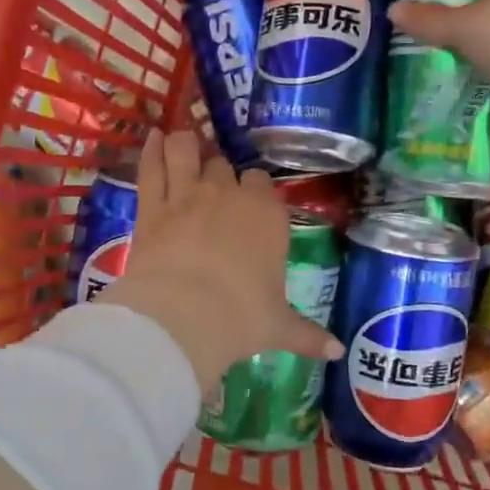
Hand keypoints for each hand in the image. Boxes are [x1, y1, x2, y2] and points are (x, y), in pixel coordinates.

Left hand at [97, 131, 342, 392]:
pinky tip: (151, 136)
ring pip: (187, 151)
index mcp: (266, 215)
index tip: (249, 202)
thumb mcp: (279, 327)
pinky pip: (152, 166)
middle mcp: (228, 194)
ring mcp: (188, 194)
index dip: (253, 190)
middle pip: (224, 166)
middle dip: (220, 173)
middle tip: (215, 189)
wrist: (186, 315)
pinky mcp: (152, 205)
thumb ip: (307, 334)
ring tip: (183, 141)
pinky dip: (151, 149)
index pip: (261, 183)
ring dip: (186, 144)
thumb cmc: (242, 317)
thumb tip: (338, 352)